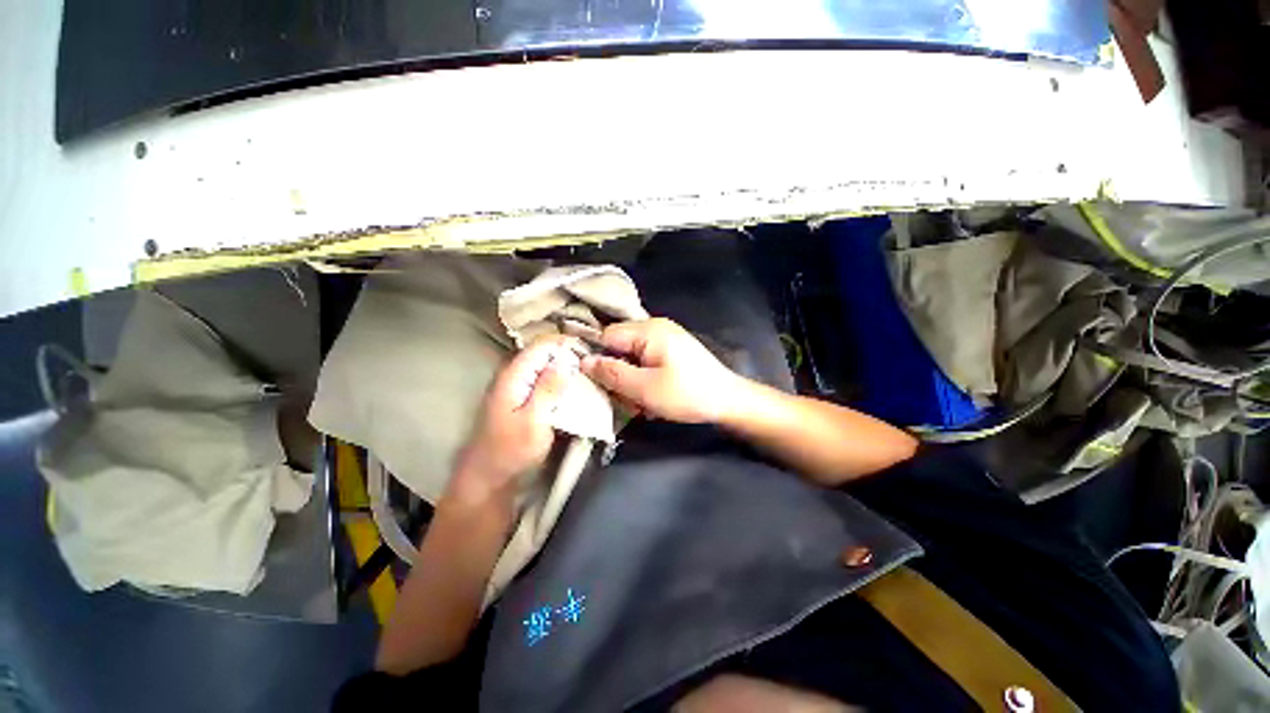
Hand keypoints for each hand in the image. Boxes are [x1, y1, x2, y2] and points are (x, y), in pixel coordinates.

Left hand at [450, 336, 580, 503]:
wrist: (488, 480)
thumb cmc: (511, 452)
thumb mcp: (534, 420)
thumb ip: (548, 389)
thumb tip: (564, 360)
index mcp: (514, 376)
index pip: (541, 345)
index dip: (566, 344)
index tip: (589, 351)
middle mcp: (513, 376)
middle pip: (543, 354)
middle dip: (568, 355)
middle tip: (593, 364)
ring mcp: (516, 389)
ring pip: (544, 367)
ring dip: (565, 369)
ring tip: (588, 375)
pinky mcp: (521, 401)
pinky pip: (543, 382)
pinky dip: (559, 382)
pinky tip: (573, 390)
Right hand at [580, 318, 743, 423]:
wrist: (729, 401)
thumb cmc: (687, 394)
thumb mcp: (645, 389)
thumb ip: (612, 373)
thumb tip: (583, 361)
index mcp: (648, 331)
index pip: (606, 336)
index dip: (597, 358)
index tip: (597, 382)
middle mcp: (655, 328)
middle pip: (619, 347)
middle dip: (618, 374)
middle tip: (626, 399)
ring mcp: (665, 339)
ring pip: (631, 357)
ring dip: (631, 381)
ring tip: (642, 403)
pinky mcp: (671, 351)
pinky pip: (646, 362)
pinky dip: (644, 379)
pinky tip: (653, 397)